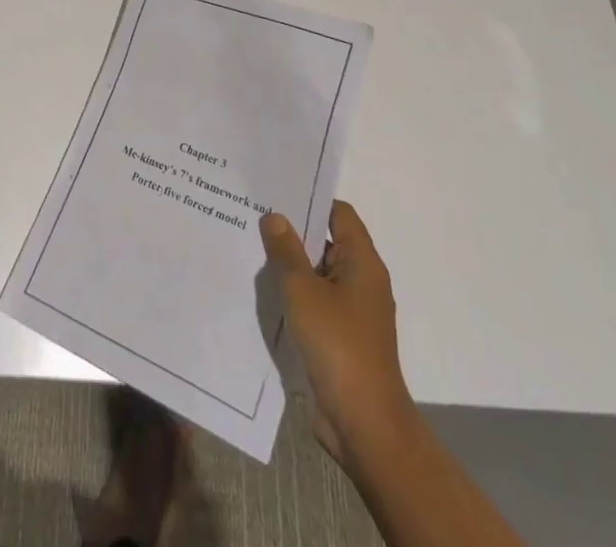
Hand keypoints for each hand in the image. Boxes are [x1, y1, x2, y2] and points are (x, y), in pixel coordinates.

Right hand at [260, 201, 412, 470]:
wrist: (364, 424)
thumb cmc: (338, 345)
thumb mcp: (303, 290)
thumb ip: (286, 250)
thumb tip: (274, 216)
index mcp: (362, 262)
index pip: (339, 213)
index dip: (310, 200)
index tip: (276, 191)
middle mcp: (362, 281)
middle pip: (327, 241)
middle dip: (293, 231)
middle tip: (253, 215)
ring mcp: (353, 311)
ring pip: (318, 273)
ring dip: (290, 265)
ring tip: (251, 248)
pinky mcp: (341, 337)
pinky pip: (315, 301)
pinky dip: (294, 294)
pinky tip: (264, 292)